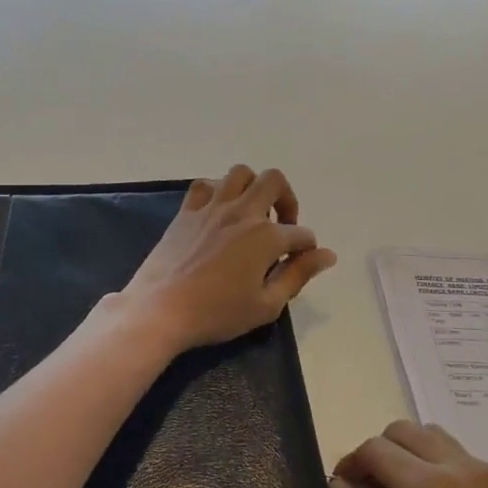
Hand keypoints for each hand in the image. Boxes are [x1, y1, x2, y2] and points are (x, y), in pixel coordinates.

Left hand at [118, 166, 337, 354]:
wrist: (161, 309)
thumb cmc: (217, 313)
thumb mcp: (266, 305)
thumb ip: (298, 275)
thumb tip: (327, 255)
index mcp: (266, 237)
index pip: (301, 234)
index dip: (306, 250)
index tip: (298, 264)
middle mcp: (242, 212)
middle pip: (275, 182)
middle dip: (287, 200)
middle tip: (281, 226)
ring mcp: (212, 207)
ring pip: (241, 173)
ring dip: (253, 187)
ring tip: (252, 213)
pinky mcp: (187, 211)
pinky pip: (206, 185)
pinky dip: (218, 191)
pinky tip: (219, 212)